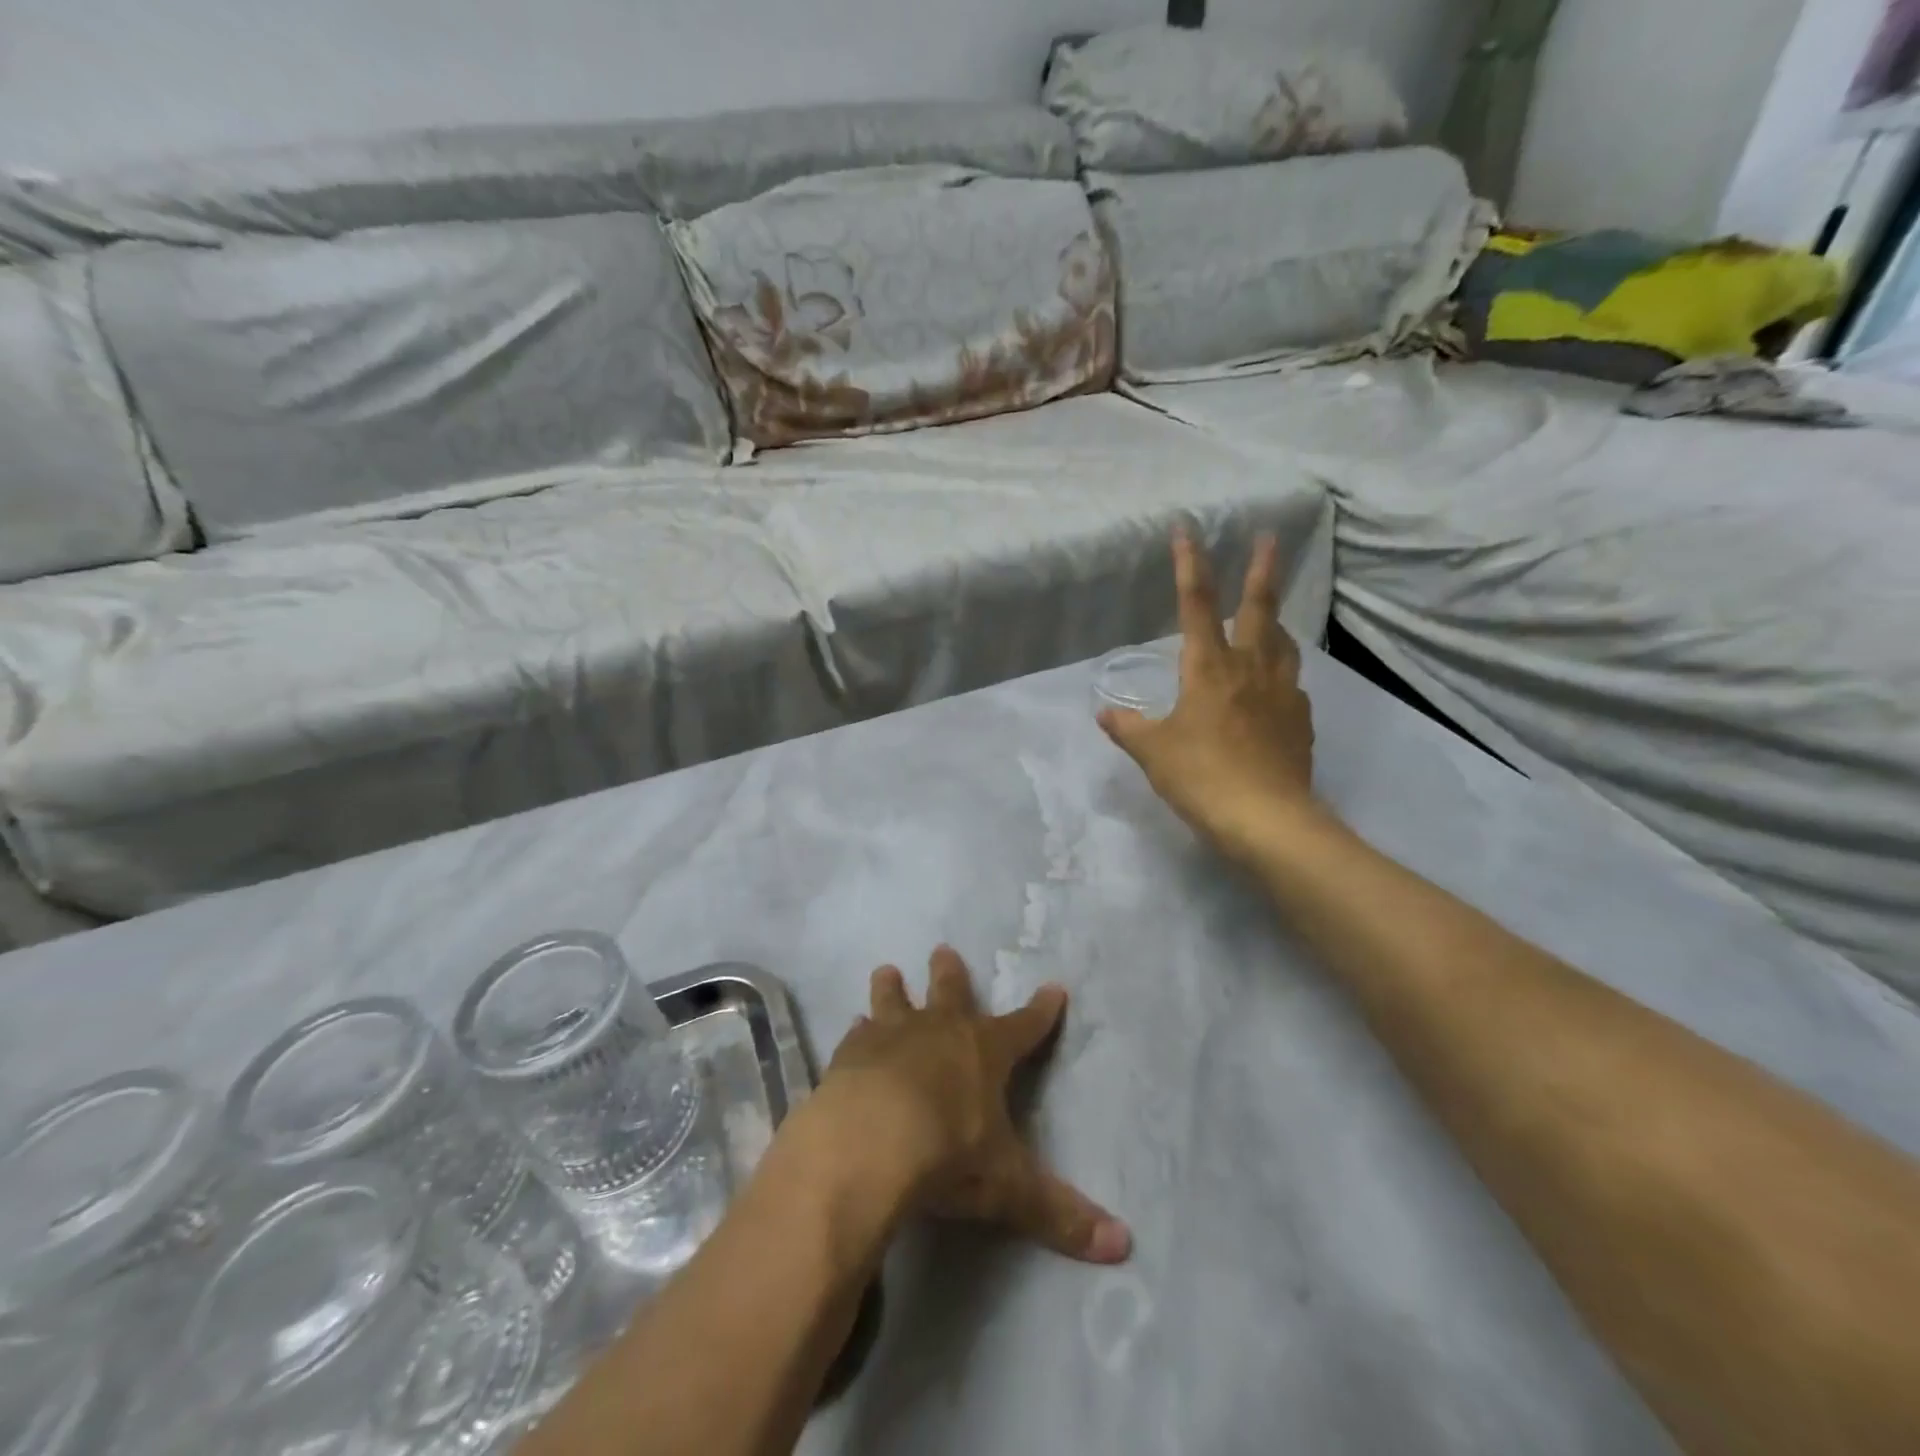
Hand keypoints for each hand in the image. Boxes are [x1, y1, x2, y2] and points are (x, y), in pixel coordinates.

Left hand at [814, 947, 1130, 1263]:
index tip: (1054, 988)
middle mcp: (941, 1030)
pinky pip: (857, 1034)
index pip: (1025, 1026)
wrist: (871, 1141)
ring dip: (892, 988)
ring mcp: (892, 1035)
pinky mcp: (851, 1052)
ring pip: (894, 1000)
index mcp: (986, 1052)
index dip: (1042, 1010)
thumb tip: (1123, 1246)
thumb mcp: (1008, 1188)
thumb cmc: (948, 1155)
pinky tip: (852, 1028)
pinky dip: (858, 1032)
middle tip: (943, 948)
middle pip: (951, 991)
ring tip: (886, 970)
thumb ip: (1060, 1214)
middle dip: (950, 972)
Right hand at [1098, 531, 1318, 861]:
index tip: (1187, 530)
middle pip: (1260, 609)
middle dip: (1263, 570)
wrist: (1267, 819)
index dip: (1190, 565)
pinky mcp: (1301, 721)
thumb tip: (1105, 713)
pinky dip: (1280, 675)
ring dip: (1276, 621)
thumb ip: (1128, 728)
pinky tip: (1274, 689)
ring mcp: (1282, 693)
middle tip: (1271, 538)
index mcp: (1209, 669)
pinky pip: (1291, 685)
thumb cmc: (1201, 777)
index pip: (1197, 605)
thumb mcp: (1153, 753)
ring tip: (1270, 617)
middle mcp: (1250, 669)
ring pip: (1283, 643)